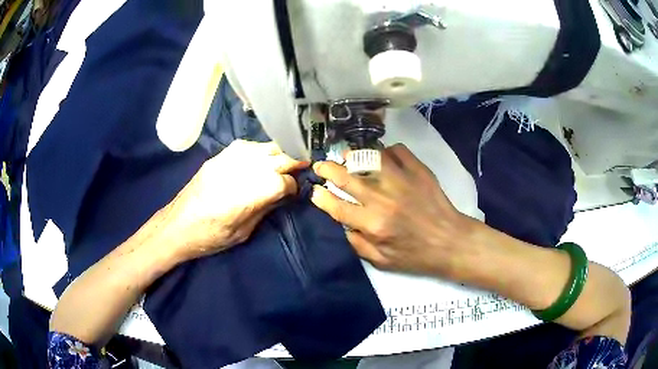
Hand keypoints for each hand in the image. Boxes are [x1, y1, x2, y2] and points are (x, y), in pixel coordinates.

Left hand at [166, 140, 308, 261]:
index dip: (294, 186)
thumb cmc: (211, 236)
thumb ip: (265, 208)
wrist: (177, 226)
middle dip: (294, 162)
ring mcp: (230, 159)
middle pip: (279, 157)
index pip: (285, 181)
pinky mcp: (219, 157)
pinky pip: (246, 146)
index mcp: (253, 193)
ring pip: (265, 147)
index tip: (295, 192)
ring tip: (283, 161)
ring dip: (278, 153)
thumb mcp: (244, 231)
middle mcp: (245, 169)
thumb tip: (283, 194)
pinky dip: (259, 150)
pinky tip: (260, 158)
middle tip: (301, 167)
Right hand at [311, 144, 474, 275]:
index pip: (337, 206)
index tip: (315, 192)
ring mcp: (402, 181)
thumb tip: (343, 224)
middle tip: (320, 166)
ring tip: (347, 156)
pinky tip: (382, 157)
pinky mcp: (418, 171)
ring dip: (353, 155)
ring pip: (370, 158)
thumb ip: (357, 244)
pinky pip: (397, 151)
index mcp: (373, 224)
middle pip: (346, 177)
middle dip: (327, 169)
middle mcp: (383, 199)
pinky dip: (386, 151)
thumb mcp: (382, 262)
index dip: (321, 197)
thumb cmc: (416, 256)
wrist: (451, 242)